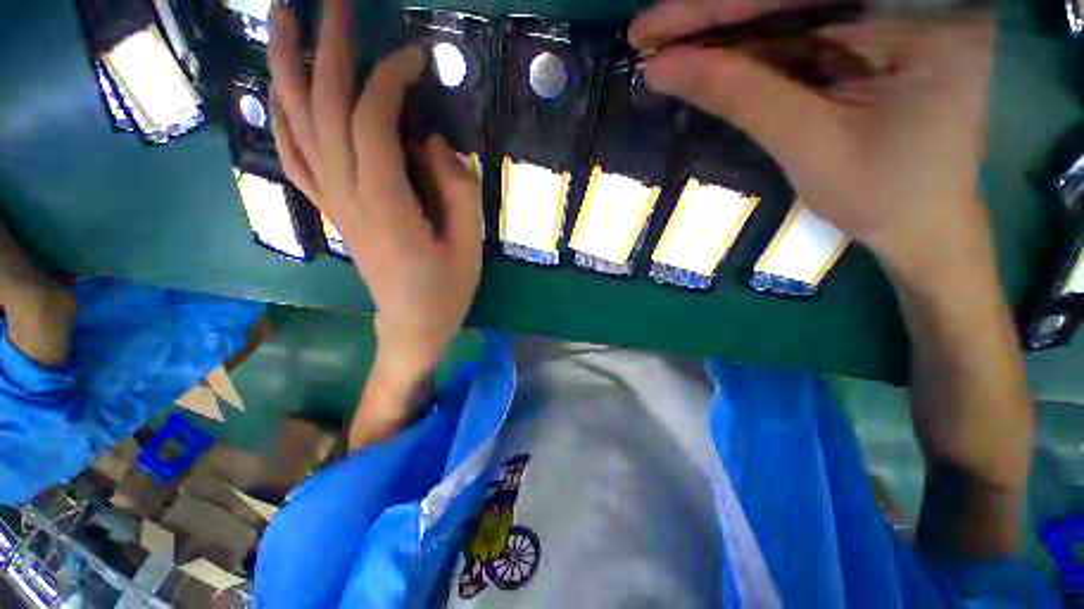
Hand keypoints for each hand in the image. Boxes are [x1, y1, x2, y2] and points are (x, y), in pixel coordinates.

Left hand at [268, 0, 482, 381]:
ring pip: (295, 125)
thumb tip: (432, 141)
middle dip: (327, 49)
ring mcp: (332, 202)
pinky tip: (279, 89)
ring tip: (284, 19)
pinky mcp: (331, 210)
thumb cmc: (447, 289)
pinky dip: (281, 116)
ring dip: (286, 68)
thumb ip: (456, 190)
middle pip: (322, 109)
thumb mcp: (468, 244)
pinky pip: (294, 156)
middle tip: (335, 3)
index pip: (371, 121)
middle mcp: (347, 196)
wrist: (413, 324)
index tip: (415, 56)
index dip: (389, 79)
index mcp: (386, 205)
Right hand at [630, 3, 995, 275]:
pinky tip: (711, 57)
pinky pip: (804, 30)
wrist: (921, 225)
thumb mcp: (807, 144)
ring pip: (793, 10)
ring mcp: (894, 15)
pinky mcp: (875, 36)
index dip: (712, 9)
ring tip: (669, 48)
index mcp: (922, 12)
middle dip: (714, 17)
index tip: (648, 29)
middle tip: (651, 37)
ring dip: (726, 32)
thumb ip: (739, 96)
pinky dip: (753, 47)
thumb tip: (662, 69)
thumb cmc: (881, 195)